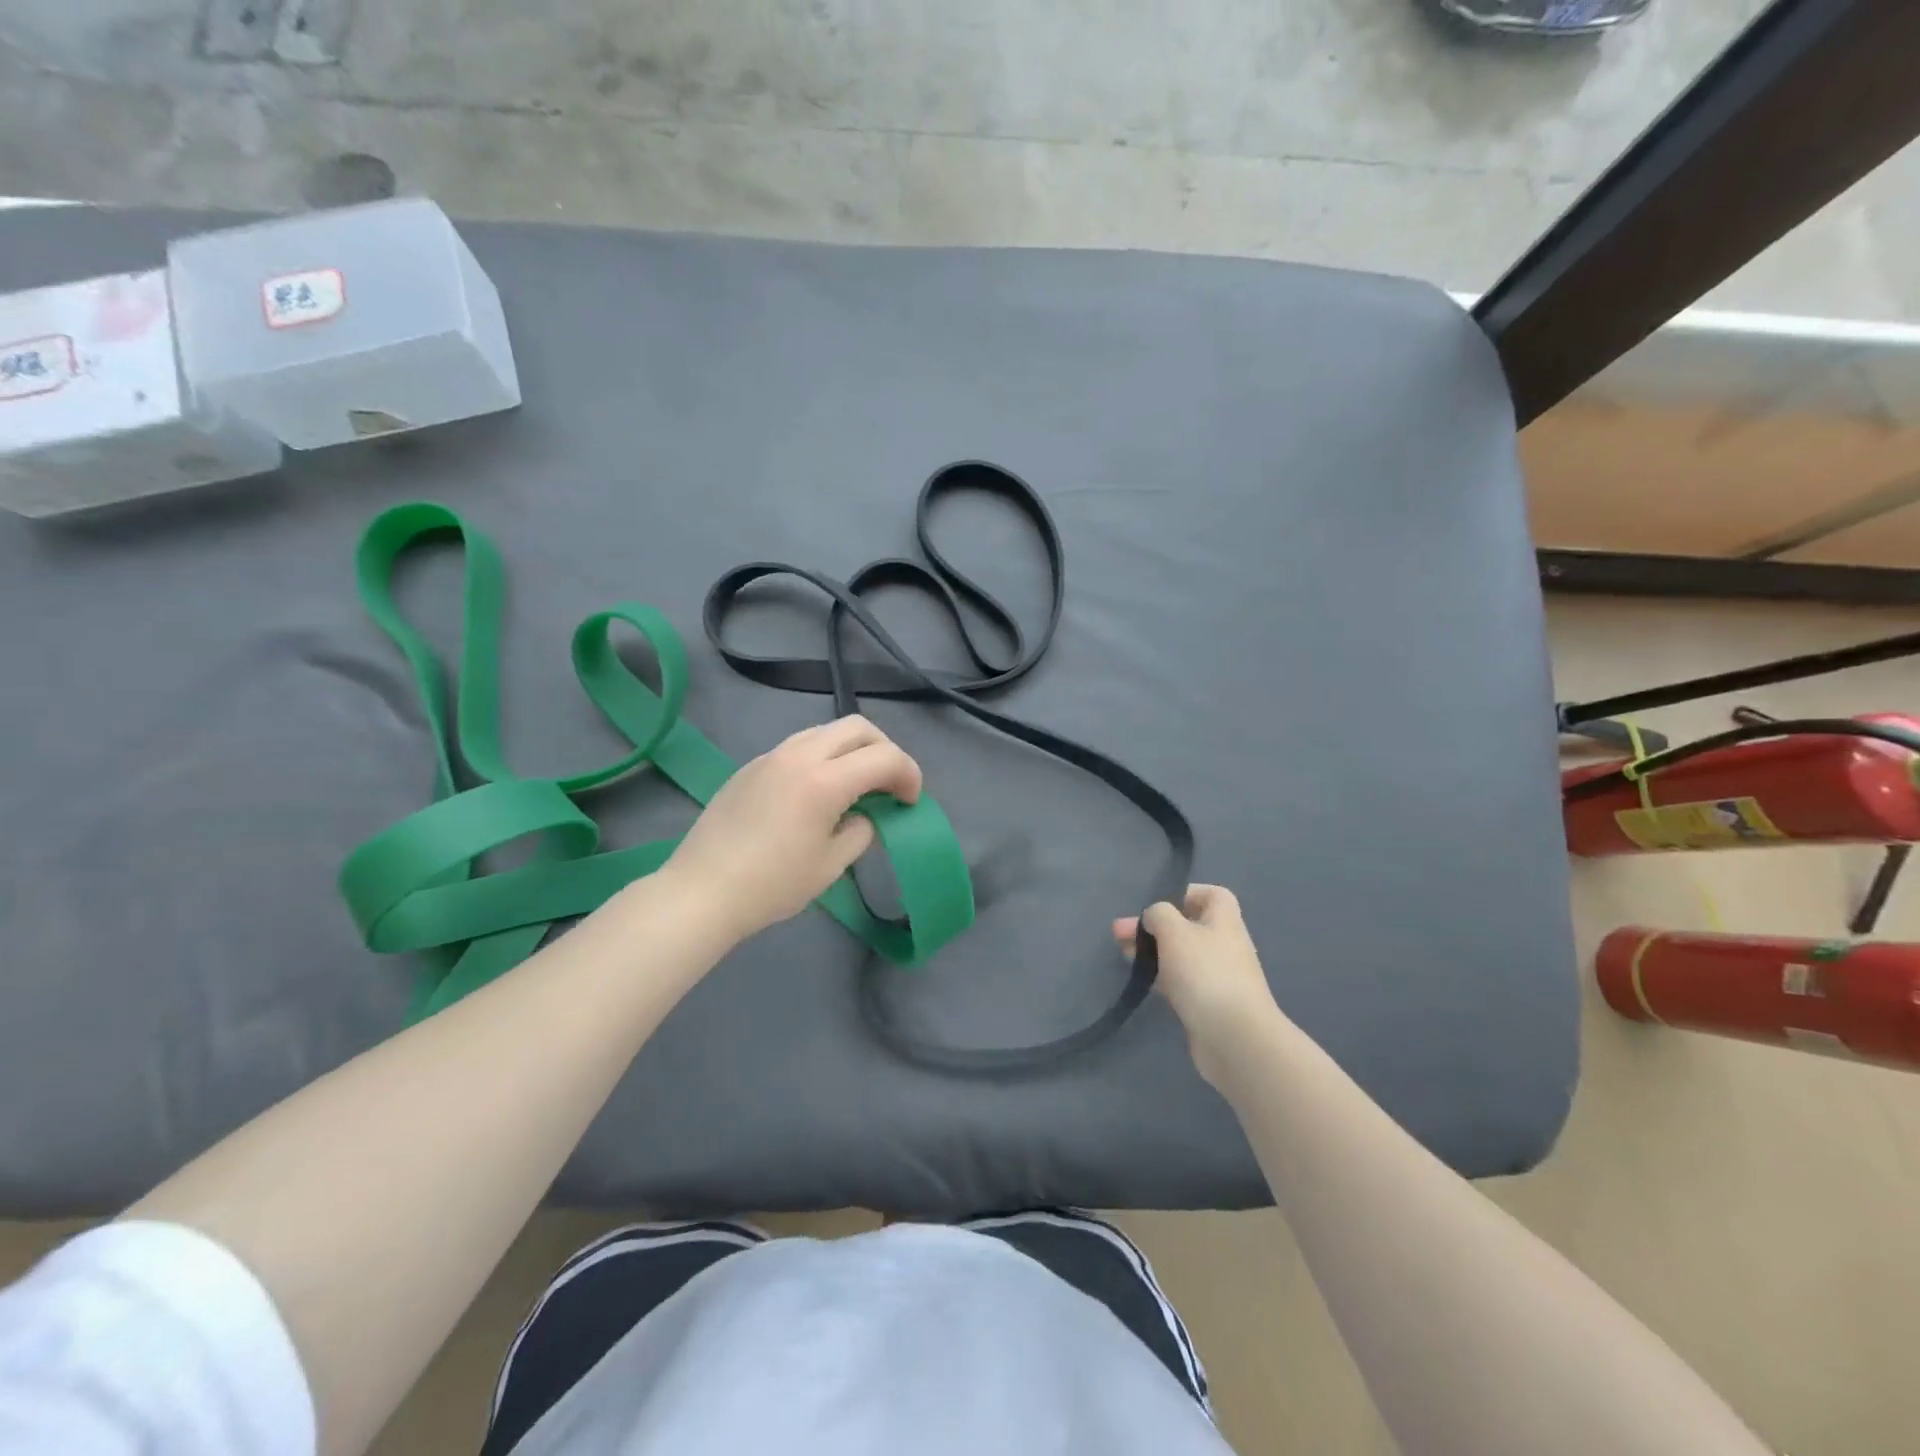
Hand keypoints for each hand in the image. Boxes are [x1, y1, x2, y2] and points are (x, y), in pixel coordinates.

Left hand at [663, 715, 922, 944]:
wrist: (702, 891)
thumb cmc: (771, 885)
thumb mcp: (831, 865)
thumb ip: (860, 831)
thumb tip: (863, 816)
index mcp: (824, 781)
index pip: (884, 757)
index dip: (909, 775)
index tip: (910, 802)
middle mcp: (799, 755)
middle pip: (858, 727)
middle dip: (885, 750)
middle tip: (889, 785)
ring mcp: (771, 756)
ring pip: (827, 731)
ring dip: (852, 750)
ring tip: (855, 786)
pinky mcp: (752, 765)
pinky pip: (799, 746)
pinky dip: (823, 757)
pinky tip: (816, 792)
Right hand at [1114, 885, 1285, 1087]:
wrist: (1235, 1038)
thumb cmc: (1205, 973)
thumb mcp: (1175, 932)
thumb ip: (1159, 915)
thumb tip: (1154, 917)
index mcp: (1224, 921)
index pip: (1213, 895)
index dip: (1187, 894)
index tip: (1158, 904)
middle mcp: (1225, 945)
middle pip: (1189, 926)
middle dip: (1154, 927)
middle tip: (1119, 934)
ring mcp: (1218, 977)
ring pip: (1182, 956)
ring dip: (1153, 952)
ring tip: (1123, 956)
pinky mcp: (1209, 1005)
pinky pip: (1182, 982)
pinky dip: (1162, 978)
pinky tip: (1142, 982)